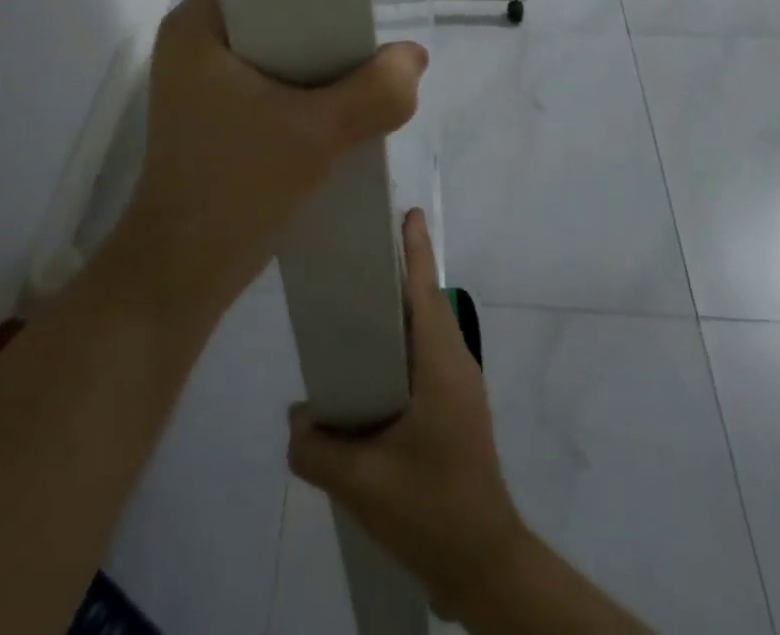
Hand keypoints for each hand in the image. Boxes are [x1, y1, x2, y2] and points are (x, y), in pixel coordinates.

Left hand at [116, 0, 427, 324]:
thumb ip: (375, 94)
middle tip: (367, 28)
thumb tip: (413, 59)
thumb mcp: (315, 137)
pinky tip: (335, 100)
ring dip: (314, 57)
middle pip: (269, 8)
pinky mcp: (212, 113)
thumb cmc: (234, 190)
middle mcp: (191, 43)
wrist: (182, 275)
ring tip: (360, 61)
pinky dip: (300, 85)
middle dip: (320, 19)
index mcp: (195, 26)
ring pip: (272, 47)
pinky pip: (266, 78)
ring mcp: (198, 81)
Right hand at [287, 209, 527, 621]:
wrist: (483, 566)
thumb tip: (296, 416)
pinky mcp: (455, 410)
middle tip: (360, 250)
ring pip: (426, 330)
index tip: (405, 212)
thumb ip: (317, 447)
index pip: (425, 291)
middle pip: (425, 302)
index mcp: (440, 366)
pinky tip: (369, 367)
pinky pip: (425, 357)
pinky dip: (400, 343)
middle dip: (400, 270)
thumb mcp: (362, 484)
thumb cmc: (430, 509)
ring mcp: (459, 388)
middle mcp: (455, 365)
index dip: (415, 250)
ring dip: (399, 309)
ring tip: (356, 304)